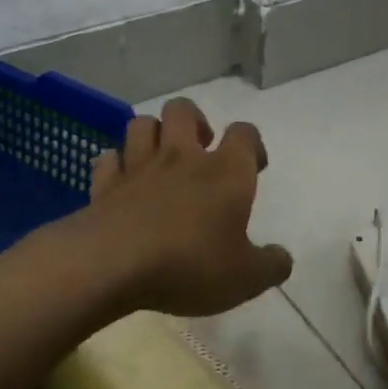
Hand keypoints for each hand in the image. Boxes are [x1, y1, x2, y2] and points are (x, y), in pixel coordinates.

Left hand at [85, 97, 293, 317]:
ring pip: (142, 124)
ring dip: (153, 134)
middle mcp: (182, 158)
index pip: (244, 134)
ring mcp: (138, 167)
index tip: (254, 165)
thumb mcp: (245, 278)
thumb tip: (282, 258)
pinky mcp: (105, 184)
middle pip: (184, 110)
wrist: (113, 264)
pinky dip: (116, 164)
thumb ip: (270, 265)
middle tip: (201, 150)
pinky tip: (122, 179)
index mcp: (224, 172)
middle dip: (194, 121)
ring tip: (160, 158)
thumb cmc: (189, 264)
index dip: (252, 143)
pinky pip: (109, 159)